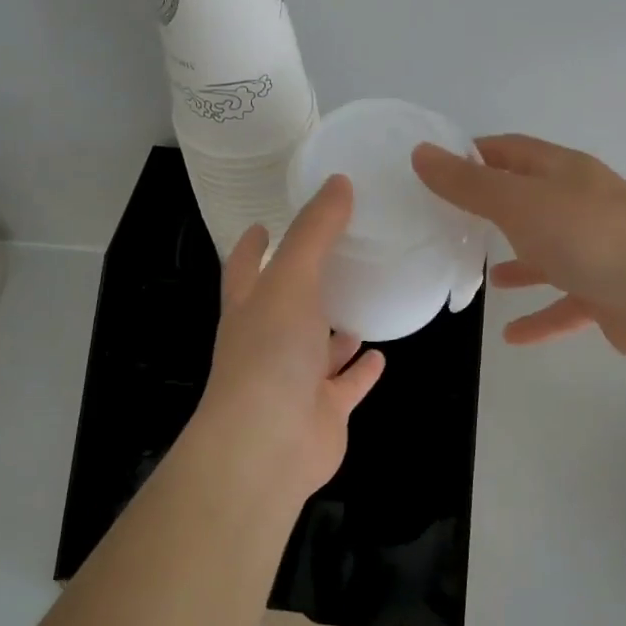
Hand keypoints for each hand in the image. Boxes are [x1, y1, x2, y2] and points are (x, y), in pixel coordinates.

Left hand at [193, 175, 386, 502]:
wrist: (267, 444)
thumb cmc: (270, 352)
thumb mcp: (292, 278)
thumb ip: (315, 231)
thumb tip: (338, 181)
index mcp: (250, 307)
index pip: (245, 267)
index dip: (252, 245)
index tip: (262, 223)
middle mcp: (268, 341)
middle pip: (284, 305)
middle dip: (304, 284)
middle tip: (336, 255)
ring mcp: (294, 379)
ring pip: (317, 347)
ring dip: (334, 329)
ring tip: (362, 302)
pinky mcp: (322, 411)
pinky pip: (345, 386)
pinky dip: (360, 371)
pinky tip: (380, 355)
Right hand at [413, 134, 625, 356]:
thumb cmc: (589, 237)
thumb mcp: (519, 204)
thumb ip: (469, 184)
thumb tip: (420, 152)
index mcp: (562, 173)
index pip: (511, 151)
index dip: (474, 153)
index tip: (436, 167)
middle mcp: (581, 205)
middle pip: (529, 201)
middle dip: (493, 210)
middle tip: (449, 223)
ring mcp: (597, 250)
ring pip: (548, 253)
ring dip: (519, 264)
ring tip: (485, 278)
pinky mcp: (607, 294)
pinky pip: (565, 304)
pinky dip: (540, 316)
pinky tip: (512, 336)